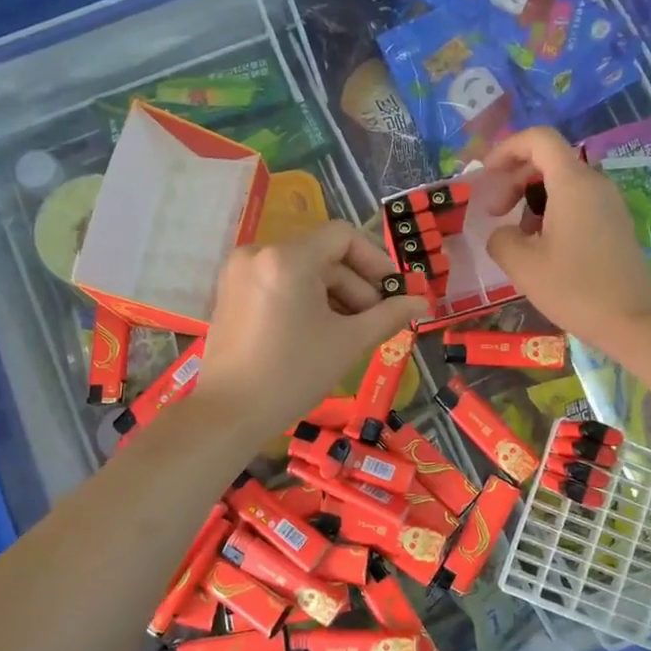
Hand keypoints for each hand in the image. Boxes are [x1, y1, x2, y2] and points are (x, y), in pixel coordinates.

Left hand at [195, 221, 427, 433]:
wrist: (229, 414)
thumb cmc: (293, 374)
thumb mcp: (348, 342)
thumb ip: (388, 315)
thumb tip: (421, 302)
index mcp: (287, 258)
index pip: (343, 236)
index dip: (375, 260)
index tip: (393, 292)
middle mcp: (258, 253)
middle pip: (322, 256)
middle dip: (355, 286)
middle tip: (375, 322)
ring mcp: (239, 274)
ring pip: (301, 271)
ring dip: (332, 296)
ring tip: (349, 332)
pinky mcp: (230, 294)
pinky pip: (278, 284)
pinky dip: (304, 300)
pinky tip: (319, 332)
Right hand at [476, 127, 650, 355]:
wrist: (633, 320)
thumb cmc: (576, 289)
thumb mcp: (523, 265)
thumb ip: (501, 239)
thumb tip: (503, 234)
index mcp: (573, 183)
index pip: (539, 139)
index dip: (507, 149)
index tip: (486, 174)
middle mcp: (594, 184)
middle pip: (548, 161)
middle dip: (514, 179)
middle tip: (494, 213)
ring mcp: (609, 204)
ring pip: (562, 184)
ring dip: (532, 199)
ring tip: (518, 237)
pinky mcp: (615, 225)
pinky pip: (577, 203)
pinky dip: (552, 213)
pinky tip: (542, 248)